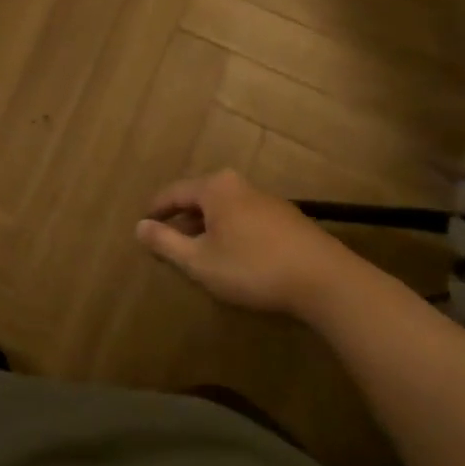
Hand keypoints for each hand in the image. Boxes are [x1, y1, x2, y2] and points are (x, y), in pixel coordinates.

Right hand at [136, 169, 357, 317]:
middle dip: (181, 219)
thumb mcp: (200, 261)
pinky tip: (232, 255)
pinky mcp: (286, 218)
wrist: (325, 280)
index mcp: (215, 188)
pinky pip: (243, 217)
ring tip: (197, 251)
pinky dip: (229, 231)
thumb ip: (166, 243)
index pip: (173, 192)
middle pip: (199, 197)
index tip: (142, 225)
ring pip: (223, 208)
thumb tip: (139, 227)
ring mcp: (266, 199)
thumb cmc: (253, 267)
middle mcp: (238, 184)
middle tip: (167, 241)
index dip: (155, 210)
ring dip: (206, 227)